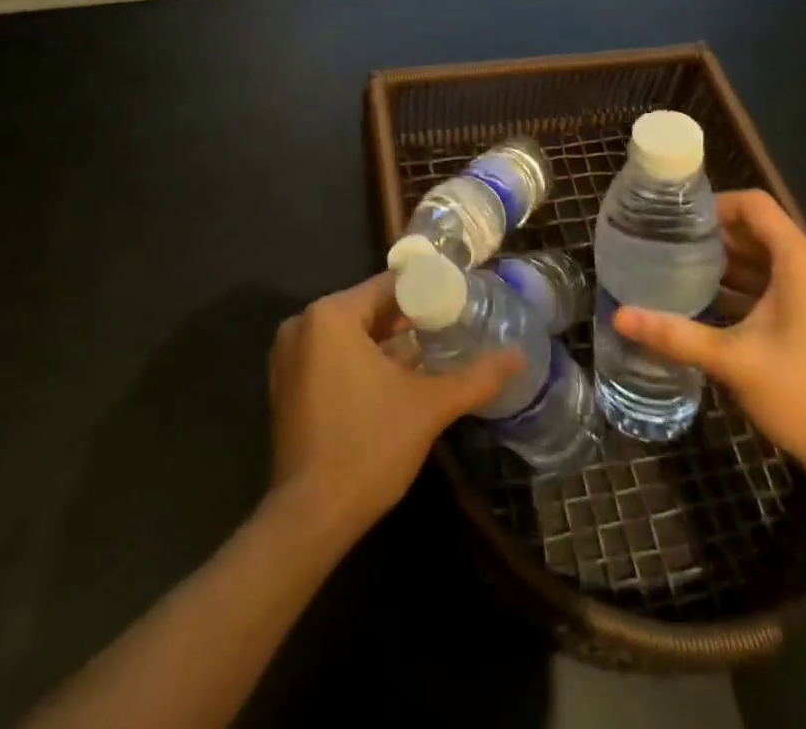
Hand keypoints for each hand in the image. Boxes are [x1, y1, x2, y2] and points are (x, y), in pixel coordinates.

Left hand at [267, 272, 519, 544]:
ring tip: (429, 352)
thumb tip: (519, 356)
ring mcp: (289, 356)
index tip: (458, 302)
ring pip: (350, 333)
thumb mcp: (429, 407)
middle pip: (368, 307)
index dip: (426, 292)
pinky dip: (361, 360)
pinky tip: (395, 379)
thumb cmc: (368, 448)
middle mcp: (303, 324)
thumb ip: (476, 377)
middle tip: (449, 328)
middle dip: (407, 319)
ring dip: (386, 341)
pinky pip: (331, 355)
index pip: (388, 285)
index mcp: (330, 315)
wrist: (310, 519)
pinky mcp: (286, 384)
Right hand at [614, 190, 805, 494]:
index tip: (675, 219)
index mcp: (799, 264)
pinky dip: (738, 288)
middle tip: (664, 242)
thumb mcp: (732, 361)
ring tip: (674, 269)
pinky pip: (770, 286)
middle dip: (711, 234)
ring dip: (723, 263)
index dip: (714, 204)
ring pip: (762, 260)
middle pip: (756, 230)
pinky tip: (702, 306)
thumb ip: (675, 335)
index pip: (754, 205)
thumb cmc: (805, 396)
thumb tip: (619, 317)